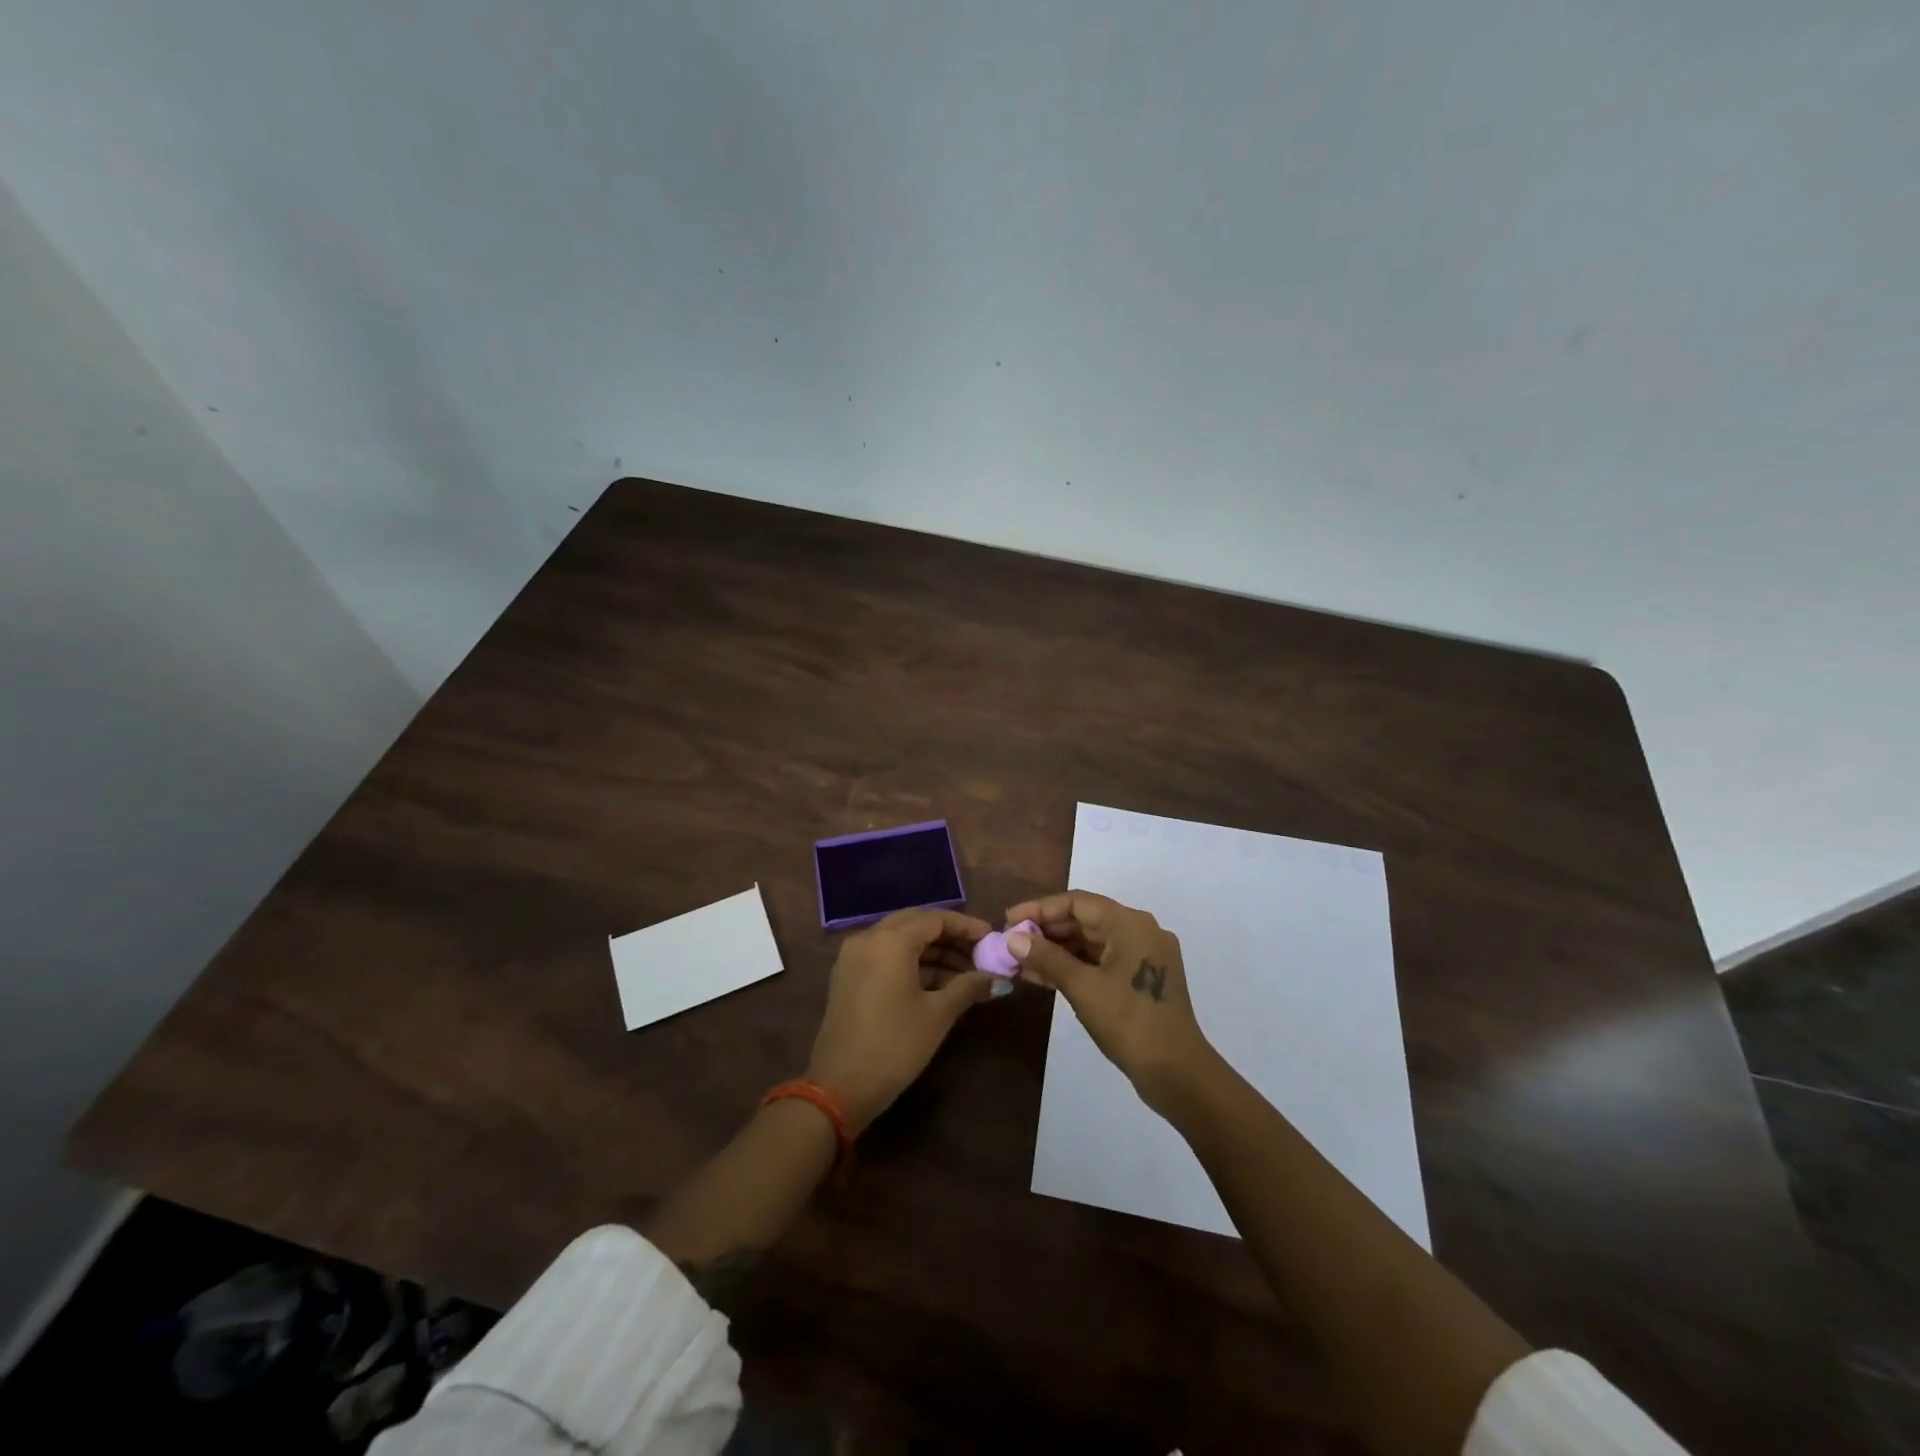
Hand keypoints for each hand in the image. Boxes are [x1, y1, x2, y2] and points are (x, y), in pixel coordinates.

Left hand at [806, 908, 997, 1131]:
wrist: (839, 1088)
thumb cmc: (894, 1046)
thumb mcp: (937, 1015)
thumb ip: (968, 987)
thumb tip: (996, 979)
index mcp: (890, 941)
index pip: (935, 919)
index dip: (966, 926)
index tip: (991, 938)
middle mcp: (868, 938)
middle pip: (916, 924)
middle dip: (950, 937)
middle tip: (979, 954)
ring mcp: (853, 956)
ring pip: (900, 940)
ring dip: (932, 952)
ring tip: (966, 974)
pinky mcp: (848, 976)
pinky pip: (885, 955)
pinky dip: (912, 962)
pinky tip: (938, 983)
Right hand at [1003, 890, 1215, 1114]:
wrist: (1177, 1072)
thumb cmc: (1128, 1021)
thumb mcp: (1082, 987)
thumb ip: (1046, 957)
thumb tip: (1013, 938)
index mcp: (1130, 923)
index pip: (1077, 902)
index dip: (1039, 908)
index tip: (1008, 920)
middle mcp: (1139, 931)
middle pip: (1084, 919)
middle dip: (1046, 930)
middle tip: (1011, 942)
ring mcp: (1143, 956)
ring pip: (1091, 943)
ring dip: (1056, 950)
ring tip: (1020, 961)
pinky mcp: (1141, 979)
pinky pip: (1100, 962)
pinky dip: (1074, 966)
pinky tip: (1043, 976)